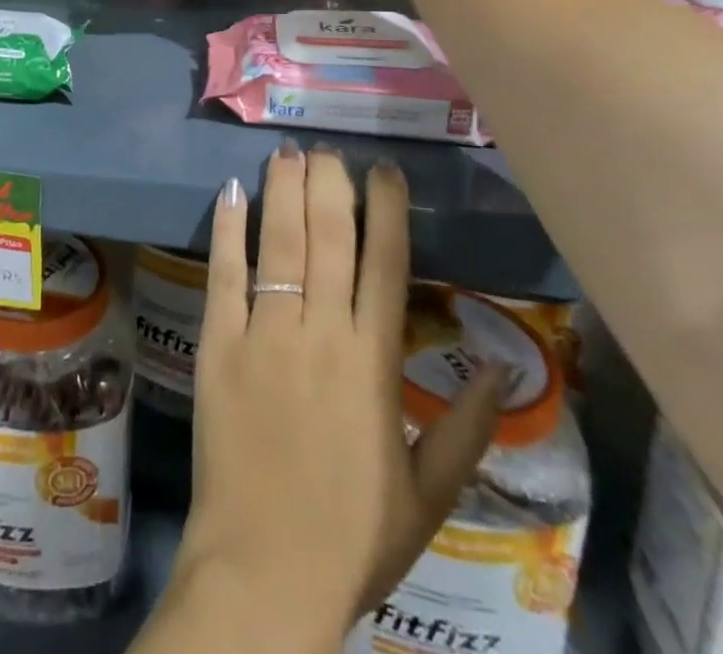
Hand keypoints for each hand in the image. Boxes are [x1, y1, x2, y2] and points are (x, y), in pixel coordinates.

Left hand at [170, 144, 507, 639]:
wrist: (264, 573)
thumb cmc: (352, 536)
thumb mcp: (427, 494)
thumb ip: (466, 429)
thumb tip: (505, 371)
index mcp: (372, 364)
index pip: (385, 266)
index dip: (386, 211)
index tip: (384, 171)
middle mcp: (319, 334)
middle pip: (328, 240)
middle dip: (330, 186)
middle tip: (328, 149)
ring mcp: (263, 334)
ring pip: (279, 246)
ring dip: (283, 193)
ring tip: (287, 154)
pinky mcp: (217, 344)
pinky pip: (224, 275)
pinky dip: (228, 230)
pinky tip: (231, 192)